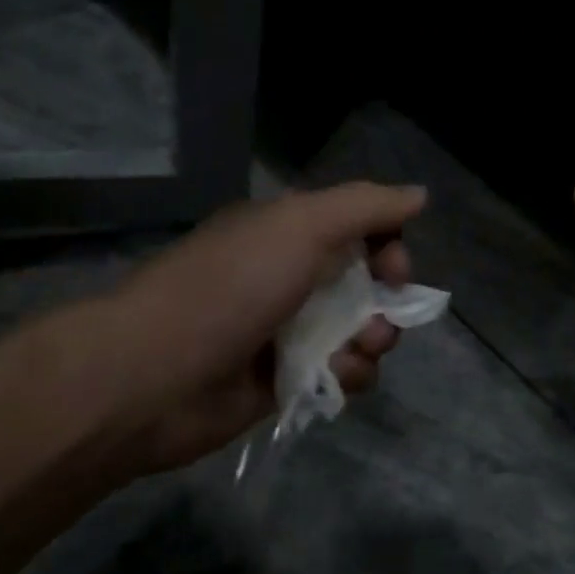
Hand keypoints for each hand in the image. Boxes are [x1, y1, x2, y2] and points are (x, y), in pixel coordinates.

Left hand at [82, 182, 427, 474]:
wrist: (154, 376)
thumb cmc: (231, 287)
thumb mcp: (301, 226)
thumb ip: (365, 207)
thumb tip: (420, 194)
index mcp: (288, 233)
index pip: (360, 229)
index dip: (389, 245)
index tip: (395, 269)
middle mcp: (291, 277)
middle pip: (368, 283)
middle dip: (388, 301)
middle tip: (378, 318)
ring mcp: (289, 332)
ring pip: (362, 331)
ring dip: (373, 341)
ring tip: (353, 352)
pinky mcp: (288, 380)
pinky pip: (343, 373)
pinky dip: (349, 374)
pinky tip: (332, 377)